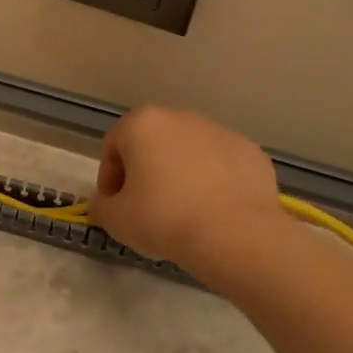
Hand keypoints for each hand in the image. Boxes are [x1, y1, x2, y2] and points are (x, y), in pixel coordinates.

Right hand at [88, 106, 290, 273]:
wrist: (235, 234)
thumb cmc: (164, 218)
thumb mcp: (115, 219)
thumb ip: (101, 205)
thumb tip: (106, 202)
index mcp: (142, 124)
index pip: (113, 148)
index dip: (109, 179)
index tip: (116, 206)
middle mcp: (180, 117)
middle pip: (152, 144)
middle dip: (146, 172)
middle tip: (147, 208)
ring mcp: (219, 131)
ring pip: (189, 152)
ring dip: (181, 175)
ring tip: (185, 212)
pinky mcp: (251, 151)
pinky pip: (221, 165)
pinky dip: (214, 182)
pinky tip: (215, 211)